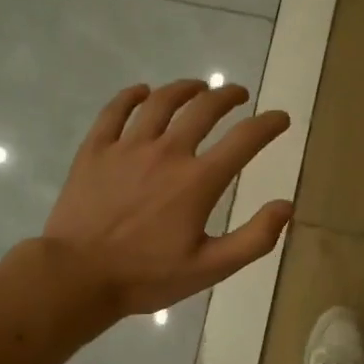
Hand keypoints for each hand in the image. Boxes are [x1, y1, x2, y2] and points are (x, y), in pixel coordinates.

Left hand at [41, 80, 292, 315]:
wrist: (77, 276)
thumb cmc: (146, 276)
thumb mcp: (210, 269)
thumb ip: (254, 239)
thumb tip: (285, 207)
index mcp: (197, 181)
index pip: (244, 140)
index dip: (268, 125)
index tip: (281, 118)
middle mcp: (167, 152)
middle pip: (203, 109)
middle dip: (227, 96)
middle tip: (238, 94)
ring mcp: (127, 147)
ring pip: (161, 102)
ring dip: (185, 89)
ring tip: (197, 87)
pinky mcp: (95, 150)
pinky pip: (115, 111)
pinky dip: (132, 96)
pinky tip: (141, 92)